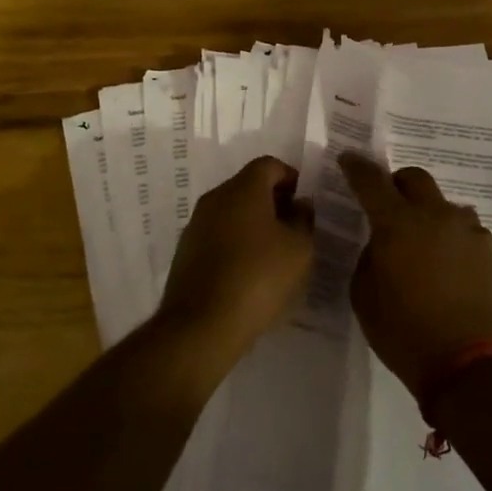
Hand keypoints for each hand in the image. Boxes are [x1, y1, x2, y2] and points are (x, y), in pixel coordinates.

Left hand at [155, 157, 314, 369]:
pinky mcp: (186, 252)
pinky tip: (250, 272)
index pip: (269, 165)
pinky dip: (236, 243)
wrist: (201, 325)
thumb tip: (300, 205)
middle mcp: (215, 198)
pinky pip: (218, 235)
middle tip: (295, 228)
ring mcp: (196, 225)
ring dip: (254, 224)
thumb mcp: (299, 250)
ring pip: (232, 212)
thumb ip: (304, 221)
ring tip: (275, 253)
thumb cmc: (258, 278)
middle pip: (248, 186)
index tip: (305, 203)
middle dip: (274, 201)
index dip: (291, 178)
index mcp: (243, 189)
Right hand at [339, 153, 491, 402]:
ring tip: (422, 243)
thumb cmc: (404, 332)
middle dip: (397, 184)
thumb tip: (382, 244)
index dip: (357, 167)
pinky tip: (447, 263)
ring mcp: (466, 230)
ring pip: (443, 203)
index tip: (349, 159)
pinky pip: (464, 229)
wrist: (469, 363)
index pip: (371, 181)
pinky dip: (450, 236)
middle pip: (415, 178)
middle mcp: (434, 215)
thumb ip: (370, 257)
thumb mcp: (365, 295)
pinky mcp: (489, 249)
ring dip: (427, 212)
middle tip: (388, 205)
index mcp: (396, 223)